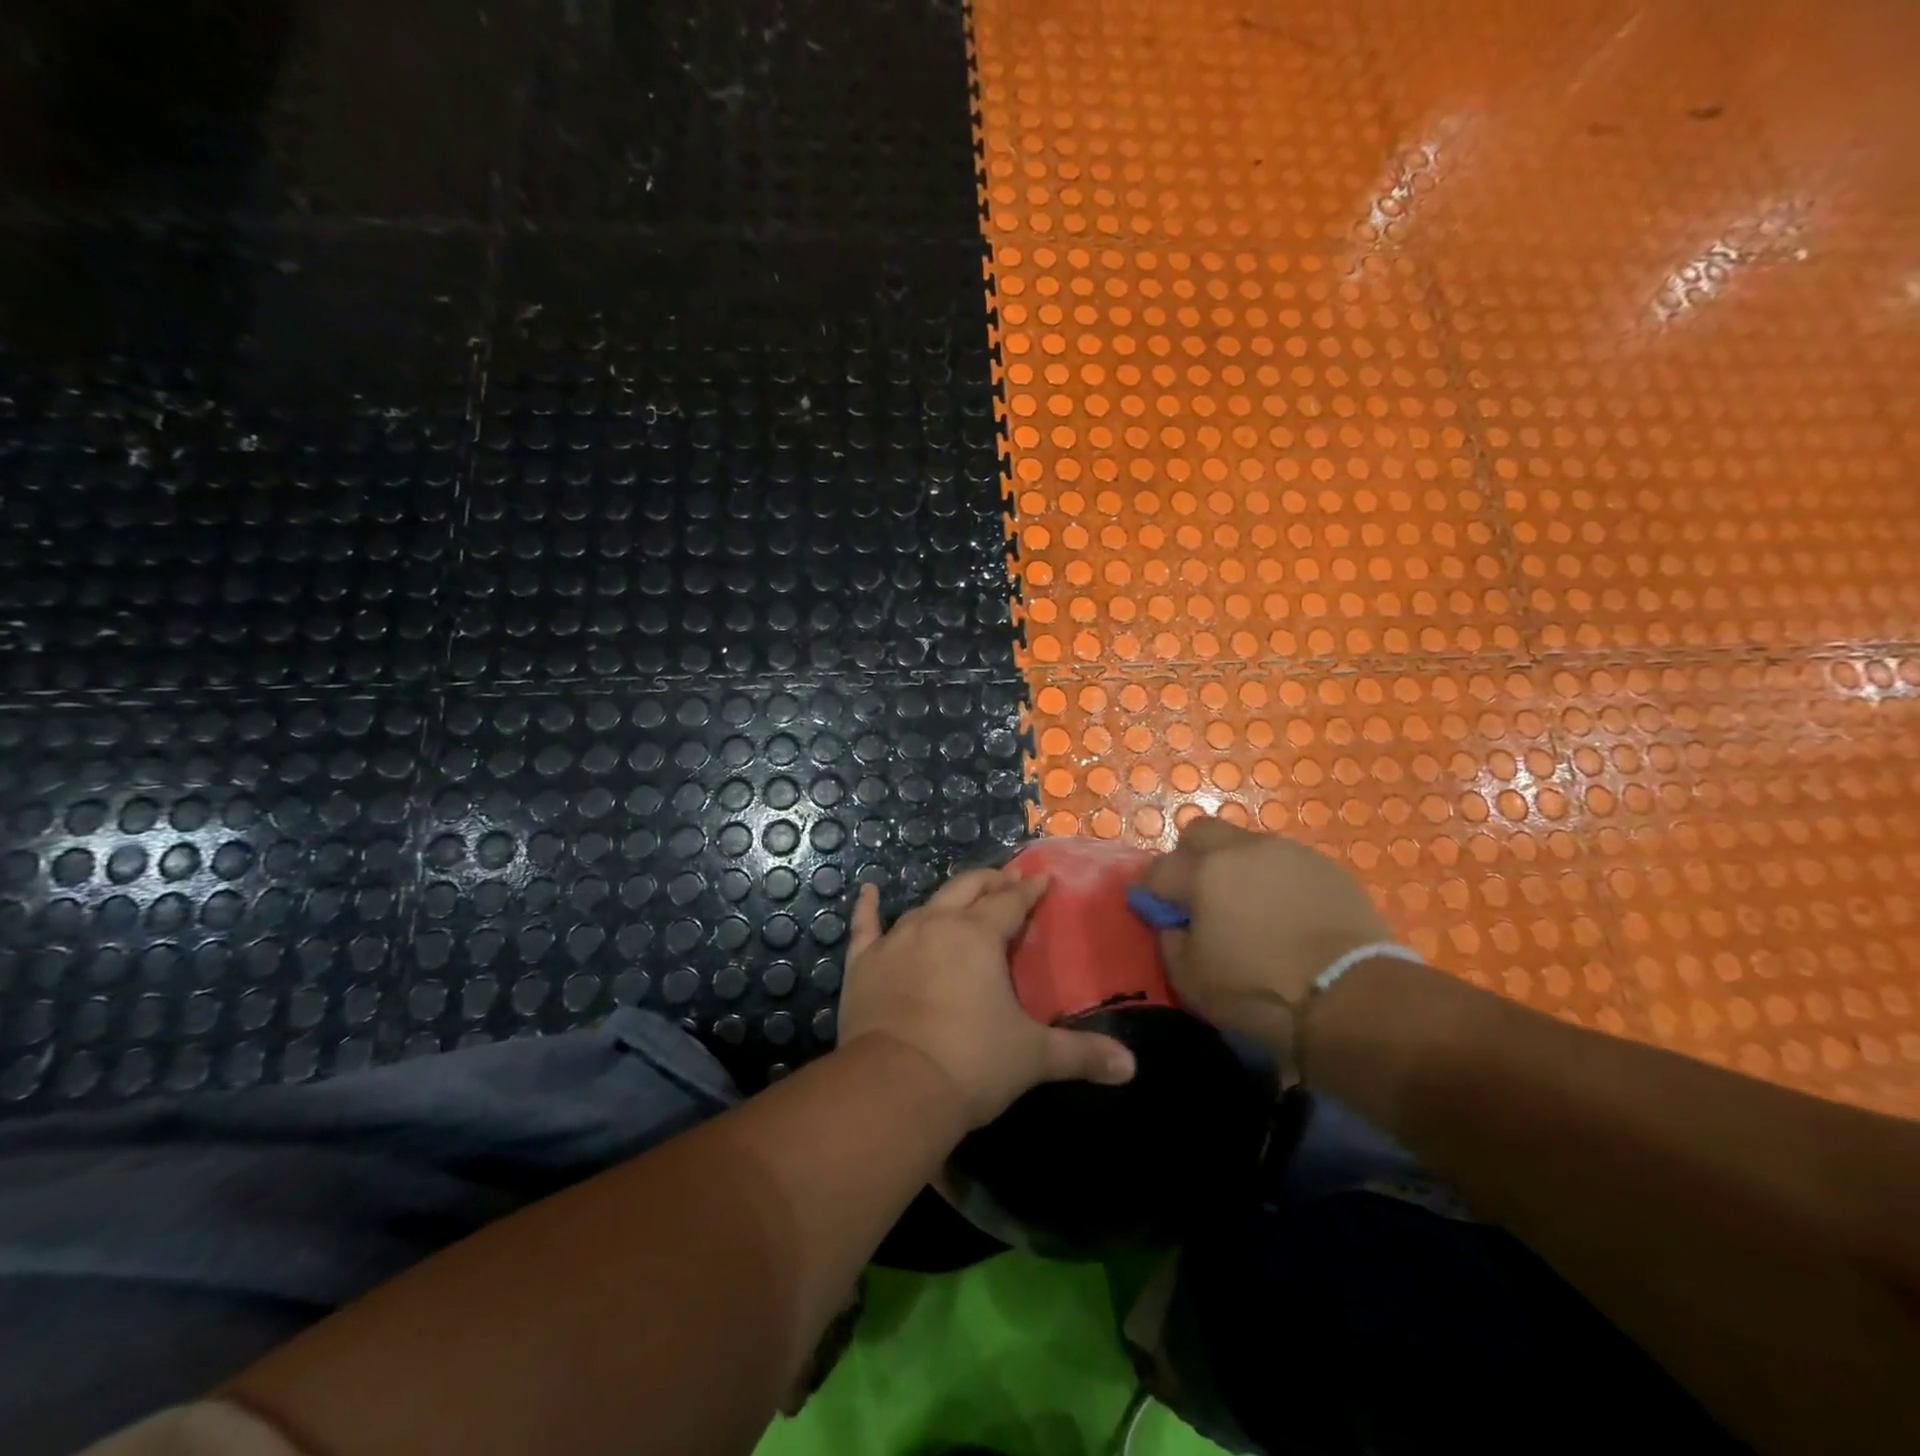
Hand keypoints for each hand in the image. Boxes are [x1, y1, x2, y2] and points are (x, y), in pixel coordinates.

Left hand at [838, 869, 1135, 1127]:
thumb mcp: (1033, 1057)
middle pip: (968, 889)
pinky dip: (867, 907)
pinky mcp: (864, 962)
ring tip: (960, 896)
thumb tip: (1131, 1069)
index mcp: (979, 936)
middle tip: (1006, 881)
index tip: (1041, 879)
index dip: (1029, 889)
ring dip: (947, 898)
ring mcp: (896, 940)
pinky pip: (865, 926)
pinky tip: (867, 891)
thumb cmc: (972, 1062)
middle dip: (990, 882)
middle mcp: (938, 924)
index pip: (1011, 902)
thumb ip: (1082, 1055)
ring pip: (926, 904)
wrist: (896, 1085)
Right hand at [1141, 818, 1393, 1061]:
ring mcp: (1288, 853)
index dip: (1151, 891)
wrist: (1354, 998)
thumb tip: (1173, 923)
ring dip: (1236, 867)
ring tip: (1250, 907)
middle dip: (1190, 858)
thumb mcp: (1191, 980)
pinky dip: (1275, 880)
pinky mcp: (1327, 867)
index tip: (1157, 913)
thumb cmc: (1260, 991)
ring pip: (1245, 844)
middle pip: (1200, 832)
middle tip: (1199, 896)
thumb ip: (1170, 941)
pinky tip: (1288, 914)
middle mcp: (1242, 849)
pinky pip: (1286, 863)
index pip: (1158, 869)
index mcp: (1203, 873)